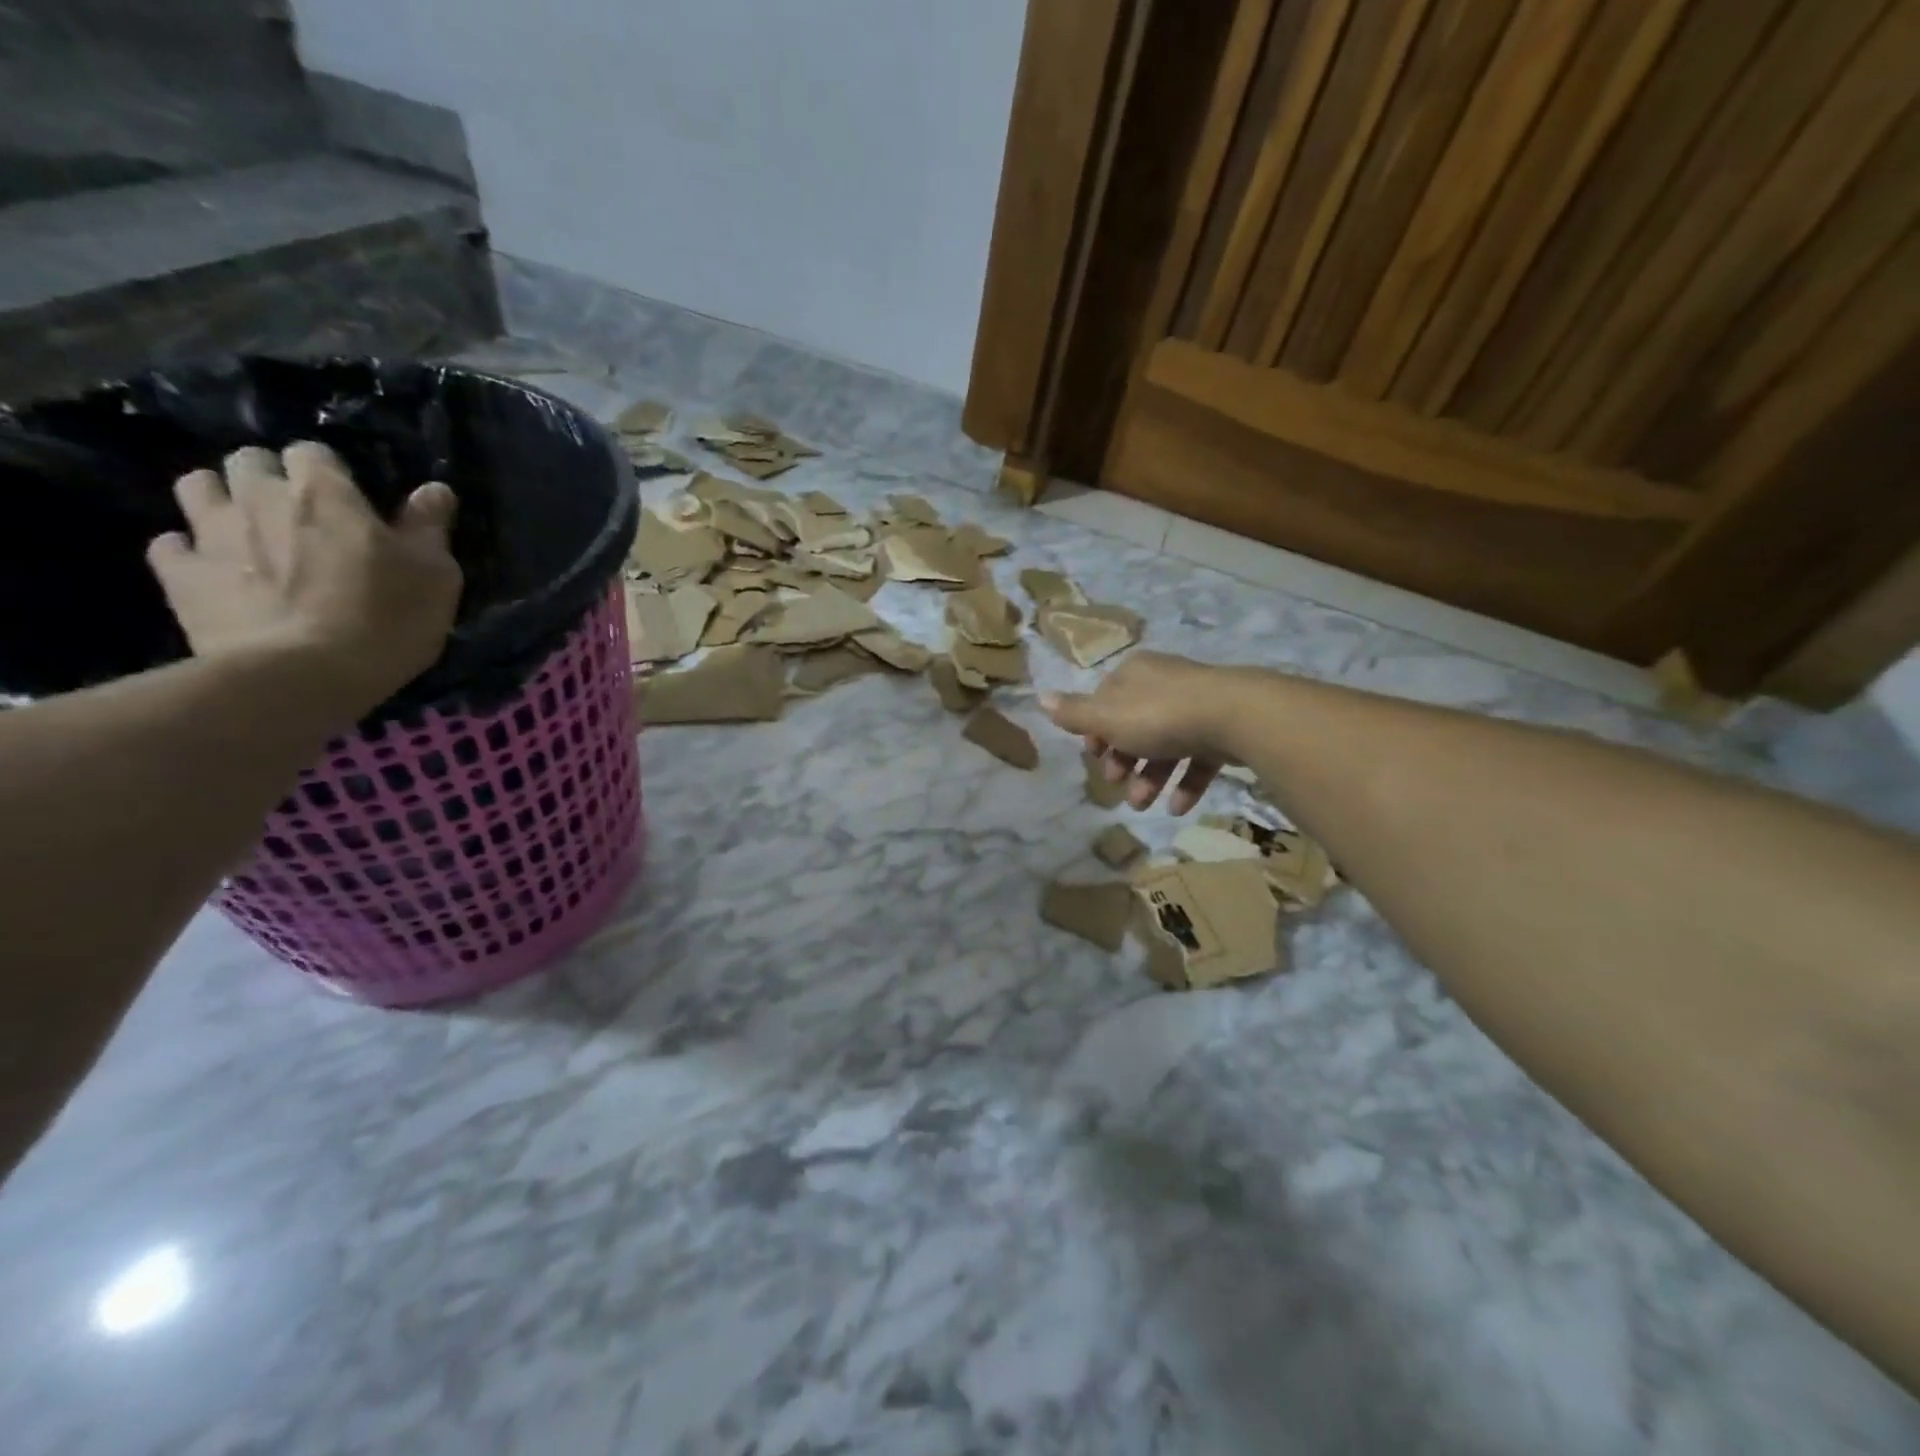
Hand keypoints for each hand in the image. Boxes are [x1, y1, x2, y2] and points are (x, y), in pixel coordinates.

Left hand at [147, 442, 461, 714]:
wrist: (305, 675)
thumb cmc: (387, 619)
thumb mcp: (435, 576)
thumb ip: (429, 527)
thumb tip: (434, 489)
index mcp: (324, 494)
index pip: (312, 453)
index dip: (328, 472)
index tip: (347, 498)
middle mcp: (260, 499)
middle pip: (248, 461)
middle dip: (268, 477)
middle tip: (296, 512)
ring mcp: (212, 535)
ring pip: (197, 488)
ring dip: (220, 499)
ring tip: (248, 530)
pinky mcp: (181, 575)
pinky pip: (171, 546)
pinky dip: (189, 550)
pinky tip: (212, 569)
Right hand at [1041, 651, 1249, 813]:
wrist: (1235, 716)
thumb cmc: (1159, 716)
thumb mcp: (1108, 717)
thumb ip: (1074, 713)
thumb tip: (1040, 698)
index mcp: (1134, 674)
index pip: (1105, 701)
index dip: (1096, 732)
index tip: (1094, 758)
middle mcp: (1164, 684)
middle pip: (1134, 725)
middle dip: (1123, 760)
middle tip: (1118, 785)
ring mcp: (1197, 705)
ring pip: (1165, 744)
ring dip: (1150, 778)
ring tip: (1144, 805)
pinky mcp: (1223, 728)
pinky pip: (1198, 756)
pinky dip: (1185, 782)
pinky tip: (1177, 808)